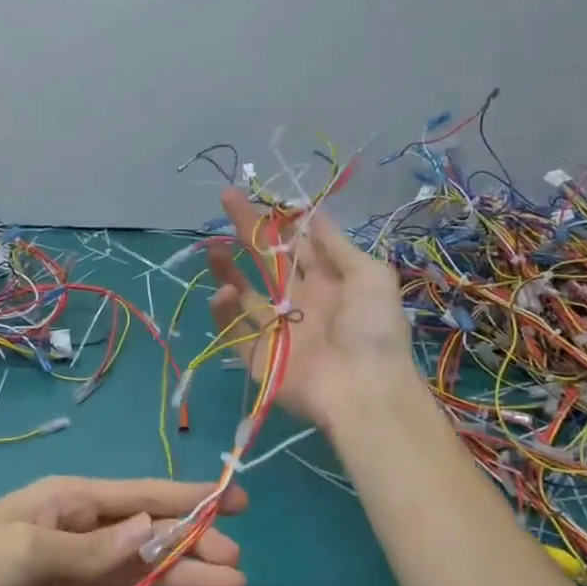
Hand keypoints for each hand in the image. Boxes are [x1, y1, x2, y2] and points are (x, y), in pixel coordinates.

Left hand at [0, 476, 247, 585]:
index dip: (189, 496)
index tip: (235, 500)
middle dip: (194, 543)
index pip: (141, 495)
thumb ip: (93, 548)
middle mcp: (84, 534)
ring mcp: (82, 578)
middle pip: (151, 535)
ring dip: (187, 580)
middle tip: (236, 561)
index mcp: (72, 502)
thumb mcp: (30, 547)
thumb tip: (154, 528)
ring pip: (147, 575)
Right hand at [206, 187, 413, 432]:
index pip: (297, 245)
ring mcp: (276, 329)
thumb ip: (338, 246)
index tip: (259, 196)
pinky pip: (234, 330)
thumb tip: (316, 213)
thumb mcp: (370, 276)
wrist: (364, 389)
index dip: (279, 221)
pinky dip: (224, 311)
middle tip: (226, 199)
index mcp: (328, 282)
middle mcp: (299, 301)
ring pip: (243, 293)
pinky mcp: (258, 356)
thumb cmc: (373, 329)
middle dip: (248, 230)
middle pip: (266, 261)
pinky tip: (224, 291)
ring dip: (227, 268)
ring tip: (213, 246)